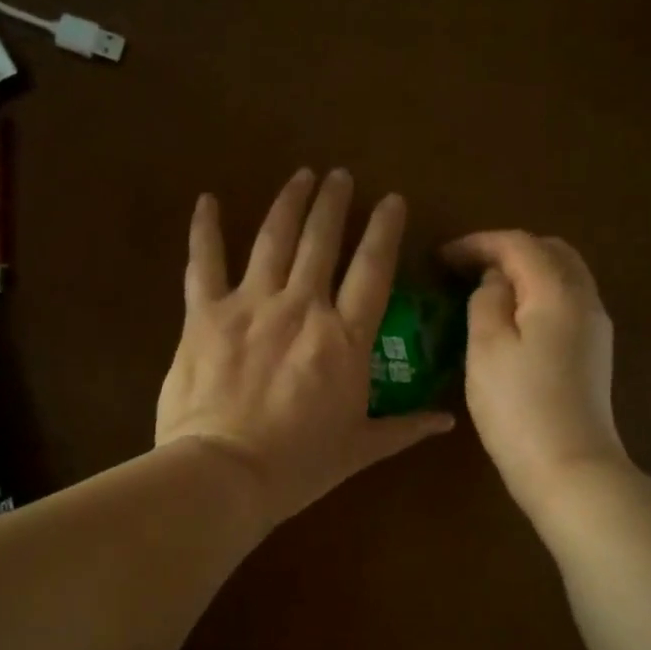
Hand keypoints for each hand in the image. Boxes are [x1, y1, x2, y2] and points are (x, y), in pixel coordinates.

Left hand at [157, 169, 453, 527]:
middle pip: (322, 241)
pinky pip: (203, 263)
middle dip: (334, 203)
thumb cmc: (298, 466)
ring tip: (300, 176)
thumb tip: (448, 421)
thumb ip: (404, 428)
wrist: (224, 474)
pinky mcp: (205, 315)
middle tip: (339, 175)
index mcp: (345, 339)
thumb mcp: (359, 449)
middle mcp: (302, 307)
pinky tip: (208, 201)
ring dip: (289, 203)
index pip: (373, 270)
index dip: (384, 230)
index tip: (391, 199)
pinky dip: (204, 230)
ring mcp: (251, 305)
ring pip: (273, 239)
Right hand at [442, 231, 627, 518]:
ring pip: (563, 278)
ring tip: (487, 290)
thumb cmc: (519, 407)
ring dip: (526, 273)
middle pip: (551, 252)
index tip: (441, 257)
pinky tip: (514, 319)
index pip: (518, 244)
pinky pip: (567, 304)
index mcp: (557, 291)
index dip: (477, 243)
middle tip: (467, 268)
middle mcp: (585, 300)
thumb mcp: (486, 347)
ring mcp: (595, 329)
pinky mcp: (594, 355)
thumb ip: (487, 301)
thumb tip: (495, 281)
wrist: (571, 469)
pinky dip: (539, 296)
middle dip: (508, 251)